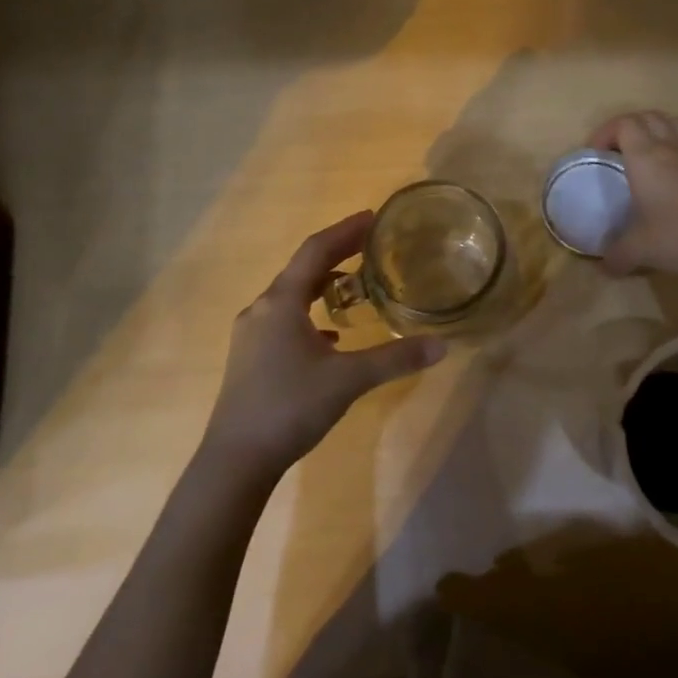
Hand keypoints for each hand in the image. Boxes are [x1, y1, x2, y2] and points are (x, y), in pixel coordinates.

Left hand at [204, 213, 445, 478]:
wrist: (236, 460)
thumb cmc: (290, 407)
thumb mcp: (348, 380)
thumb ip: (395, 359)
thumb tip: (441, 346)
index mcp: (282, 302)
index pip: (315, 251)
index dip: (344, 231)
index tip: (372, 217)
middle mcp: (262, 310)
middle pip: (302, 269)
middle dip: (336, 253)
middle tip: (370, 244)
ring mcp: (251, 335)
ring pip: (291, 296)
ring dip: (322, 284)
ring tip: (354, 285)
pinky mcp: (251, 358)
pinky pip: (284, 320)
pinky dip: (310, 315)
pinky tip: (330, 337)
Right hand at [586, 111, 677, 277]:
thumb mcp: (639, 250)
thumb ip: (616, 255)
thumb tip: (605, 266)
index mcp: (646, 157)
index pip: (623, 124)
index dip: (606, 132)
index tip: (597, 153)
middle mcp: (671, 145)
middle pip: (648, 116)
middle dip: (629, 127)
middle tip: (618, 151)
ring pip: (674, 121)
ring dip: (657, 128)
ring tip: (649, 151)